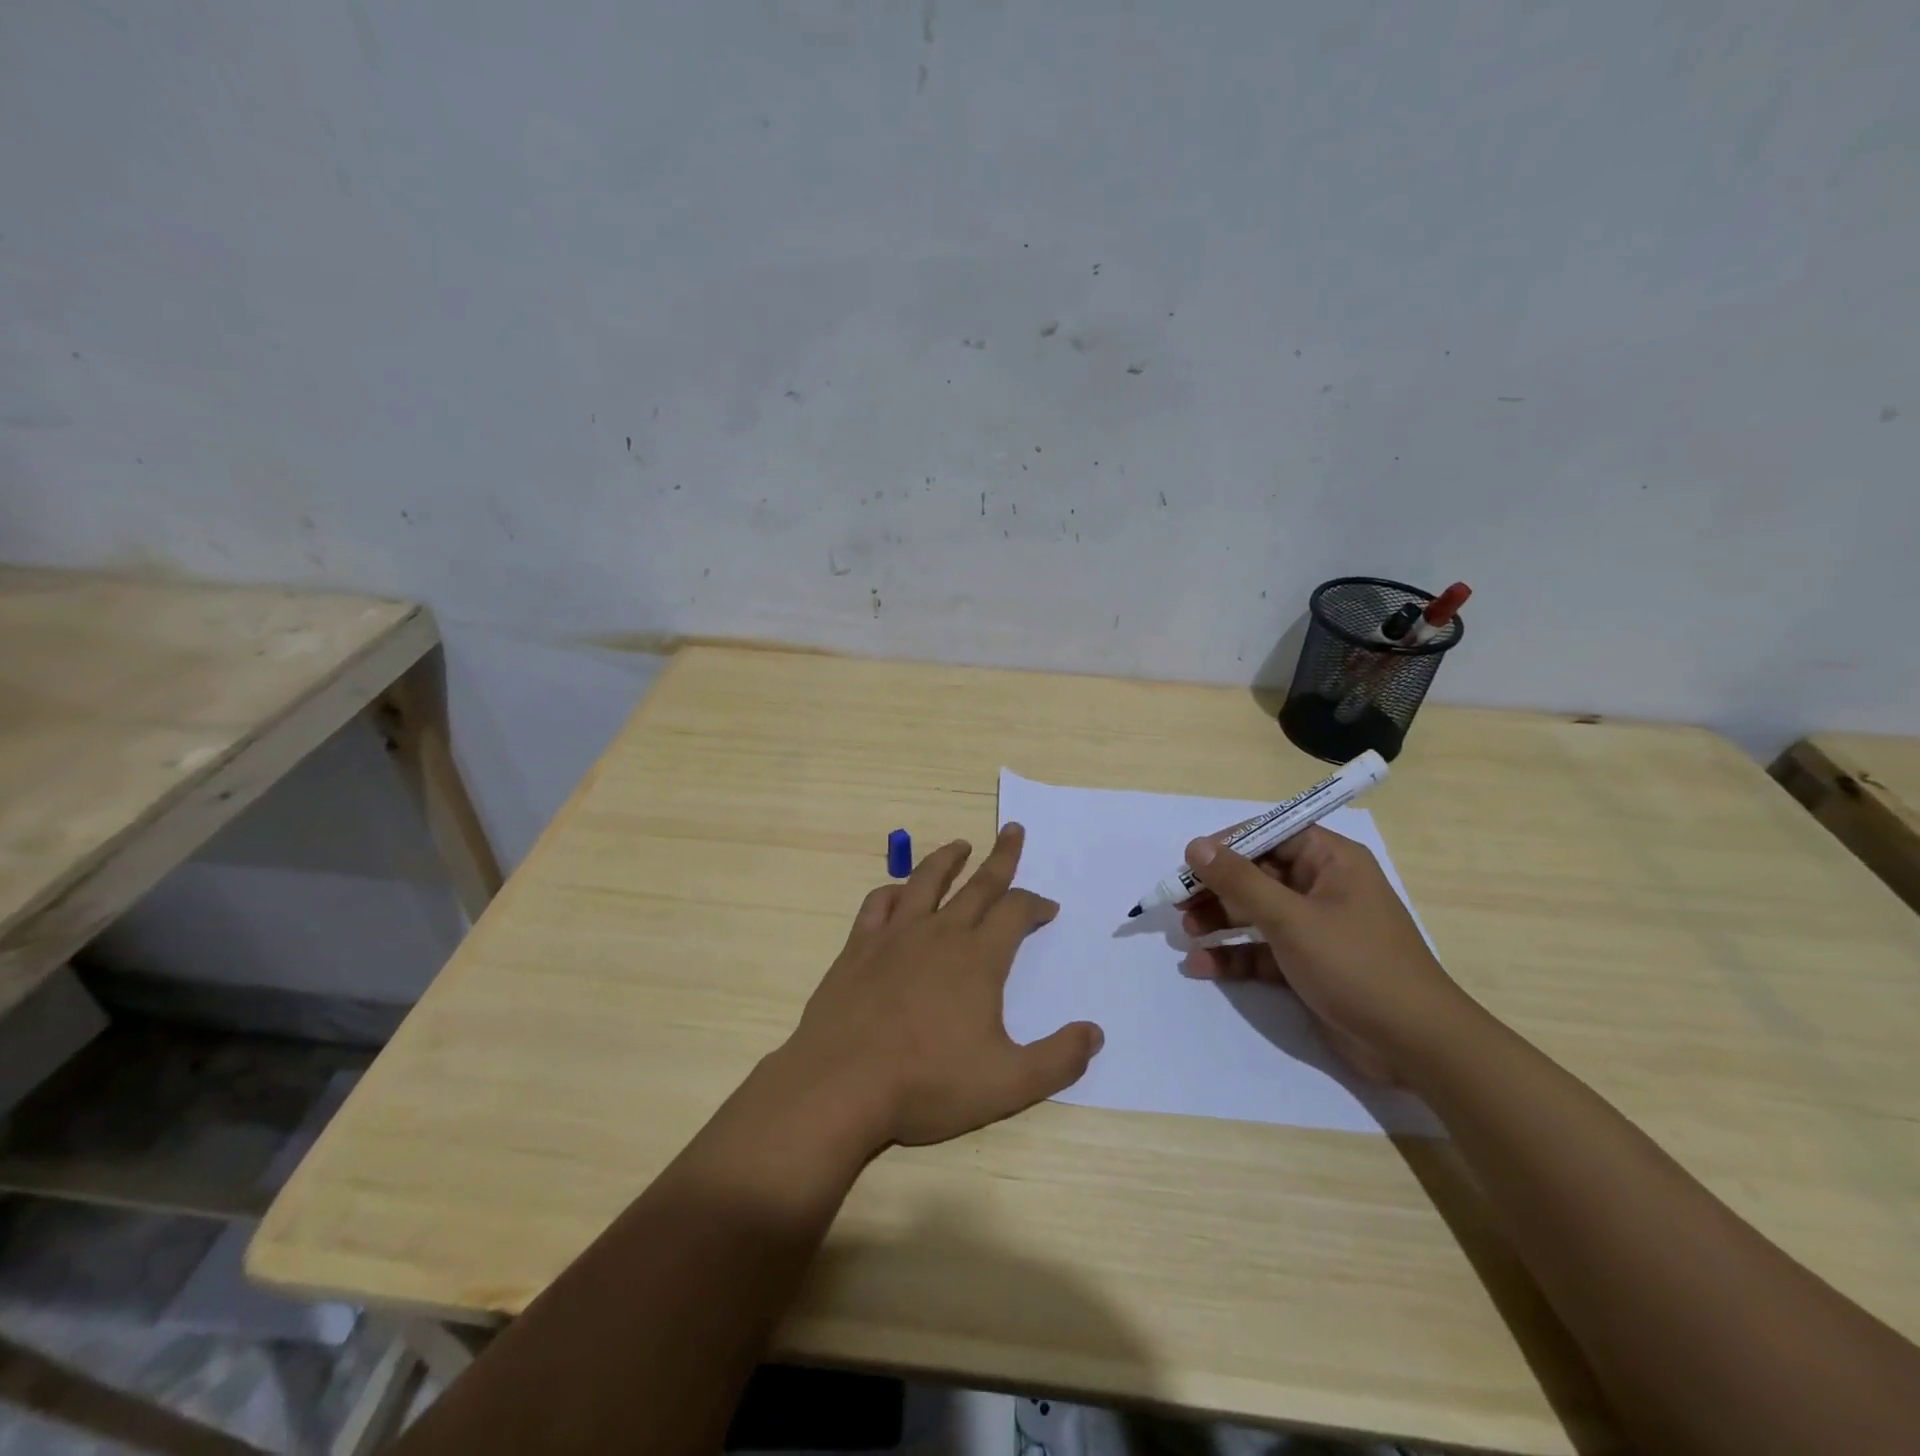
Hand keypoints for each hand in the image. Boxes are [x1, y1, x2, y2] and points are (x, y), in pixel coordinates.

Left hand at [779, 824, 1103, 1149]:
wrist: (841, 1084)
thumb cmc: (927, 1084)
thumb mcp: (1007, 1085)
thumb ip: (1058, 1060)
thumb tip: (1095, 1033)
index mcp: (978, 958)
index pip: (1015, 912)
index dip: (1036, 904)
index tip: (1047, 906)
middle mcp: (940, 933)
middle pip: (978, 884)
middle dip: (1001, 857)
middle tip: (1012, 831)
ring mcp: (895, 935)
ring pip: (926, 881)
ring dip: (947, 859)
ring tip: (960, 845)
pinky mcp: (859, 947)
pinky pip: (879, 904)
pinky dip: (894, 891)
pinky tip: (899, 893)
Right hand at [1179, 825, 1463, 1082]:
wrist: (1415, 1046)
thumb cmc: (1356, 966)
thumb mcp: (1292, 919)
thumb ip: (1240, 881)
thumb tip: (1196, 846)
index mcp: (1331, 862)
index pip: (1272, 834)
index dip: (1229, 844)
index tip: (1191, 861)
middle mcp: (1323, 888)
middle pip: (1257, 874)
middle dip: (1217, 888)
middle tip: (1178, 902)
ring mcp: (1315, 928)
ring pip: (1255, 913)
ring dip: (1219, 920)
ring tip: (1187, 932)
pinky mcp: (1307, 965)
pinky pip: (1261, 950)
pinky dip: (1233, 955)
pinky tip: (1202, 965)